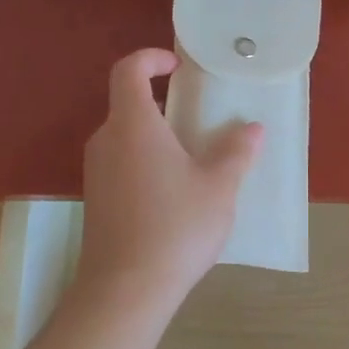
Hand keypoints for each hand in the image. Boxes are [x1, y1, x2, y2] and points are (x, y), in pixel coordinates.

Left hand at [73, 48, 262, 314]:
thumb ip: (236, 153)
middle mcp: (107, 140)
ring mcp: (96, 171)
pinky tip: (172, 193)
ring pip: (124, 137)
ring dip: (154, 135)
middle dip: (161, 102)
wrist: (125, 289)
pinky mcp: (95, 199)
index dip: (150, 58)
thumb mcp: (218, 187)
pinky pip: (120, 163)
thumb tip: (253, 129)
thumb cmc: (176, 227)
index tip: (178, 66)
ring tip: (191, 158)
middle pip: (127, 104)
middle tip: (197, 117)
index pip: (128, 70)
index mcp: (133, 125)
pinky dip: (144, 161)